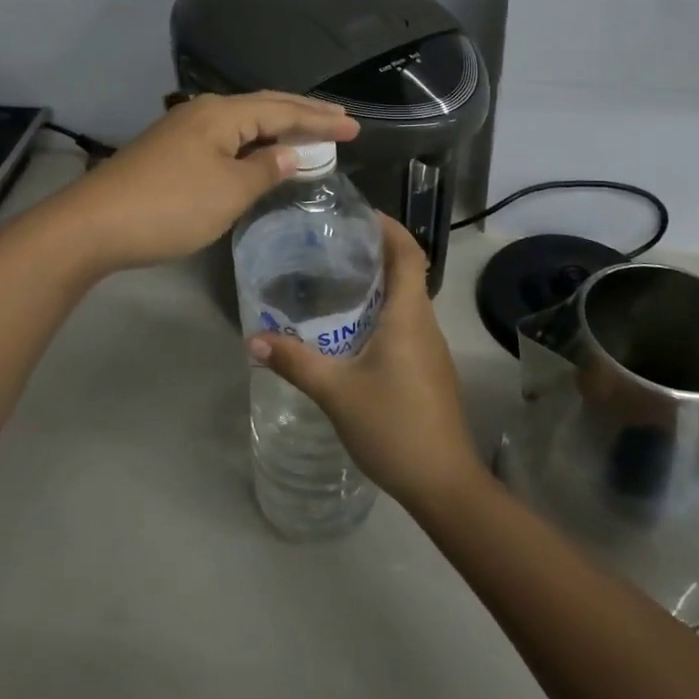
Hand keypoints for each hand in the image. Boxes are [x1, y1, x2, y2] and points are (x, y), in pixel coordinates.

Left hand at [43, 92, 357, 273]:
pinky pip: (225, 138)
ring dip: (277, 128)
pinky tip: (259, 155)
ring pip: (242, 122)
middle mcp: (203, 112)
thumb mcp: (228, 192)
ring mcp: (183, 131)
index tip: (355, 127)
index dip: (320, 119)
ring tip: (309, 134)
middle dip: (303, 115)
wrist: (93, 226)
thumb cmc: (170, 207)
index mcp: (221, 115)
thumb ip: (266, 169)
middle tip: (340, 122)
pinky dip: (253, 144)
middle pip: (263, 107)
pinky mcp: (170, 152)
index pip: (283, 109)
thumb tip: (291, 153)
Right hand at [249, 214, 482, 509]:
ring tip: (333, 282)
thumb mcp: (336, 392)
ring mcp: (430, 349)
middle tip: (331, 246)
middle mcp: (424, 323)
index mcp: (409, 315)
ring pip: (405, 301)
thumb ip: (296, 362)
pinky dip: (380, 313)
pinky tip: (350, 331)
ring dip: (376, 285)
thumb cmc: (394, 426)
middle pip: (406, 272)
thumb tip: (255, 340)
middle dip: (374, 252)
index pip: (408, 252)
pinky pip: (405, 326)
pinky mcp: (428, 370)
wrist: (444, 483)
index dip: (389, 227)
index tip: (358, 214)